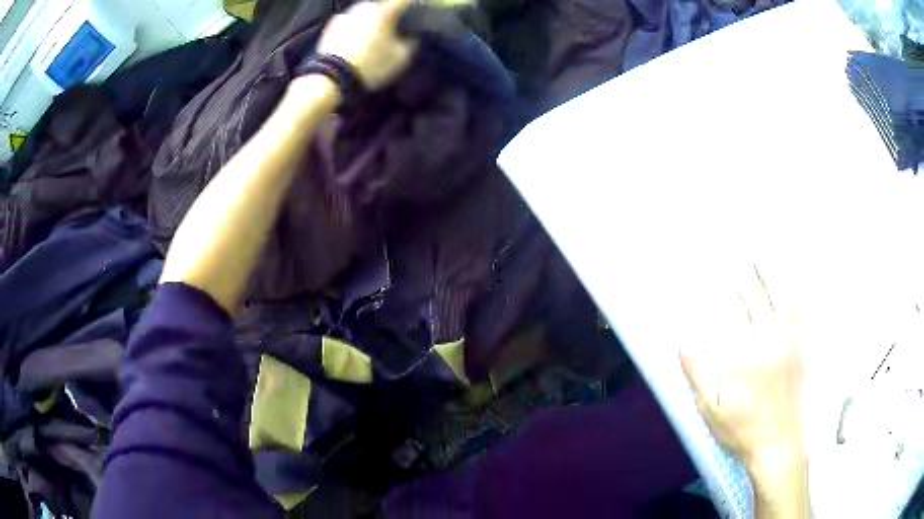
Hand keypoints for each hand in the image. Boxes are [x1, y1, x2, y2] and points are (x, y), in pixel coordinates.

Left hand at [317, 0, 418, 89]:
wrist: (331, 77)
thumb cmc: (370, 65)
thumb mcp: (400, 59)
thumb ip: (410, 43)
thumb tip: (411, 36)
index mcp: (385, 12)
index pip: (402, 1)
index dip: (410, 6)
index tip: (413, 12)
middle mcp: (365, 7)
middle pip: (381, 6)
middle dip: (386, 15)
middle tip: (390, 29)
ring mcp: (346, 14)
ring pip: (363, 13)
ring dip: (368, 21)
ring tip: (370, 36)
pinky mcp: (331, 25)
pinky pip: (348, 22)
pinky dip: (353, 28)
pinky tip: (353, 40)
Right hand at [680, 266, 804, 474]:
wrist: (778, 444)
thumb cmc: (741, 429)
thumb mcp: (711, 410)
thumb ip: (698, 374)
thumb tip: (683, 343)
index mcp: (743, 357)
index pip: (729, 312)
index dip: (720, 288)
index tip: (710, 268)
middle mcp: (768, 341)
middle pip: (755, 297)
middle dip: (743, 272)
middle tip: (735, 250)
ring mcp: (787, 342)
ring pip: (778, 298)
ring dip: (768, 274)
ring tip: (760, 254)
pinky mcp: (799, 348)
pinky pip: (796, 312)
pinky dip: (790, 292)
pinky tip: (786, 282)